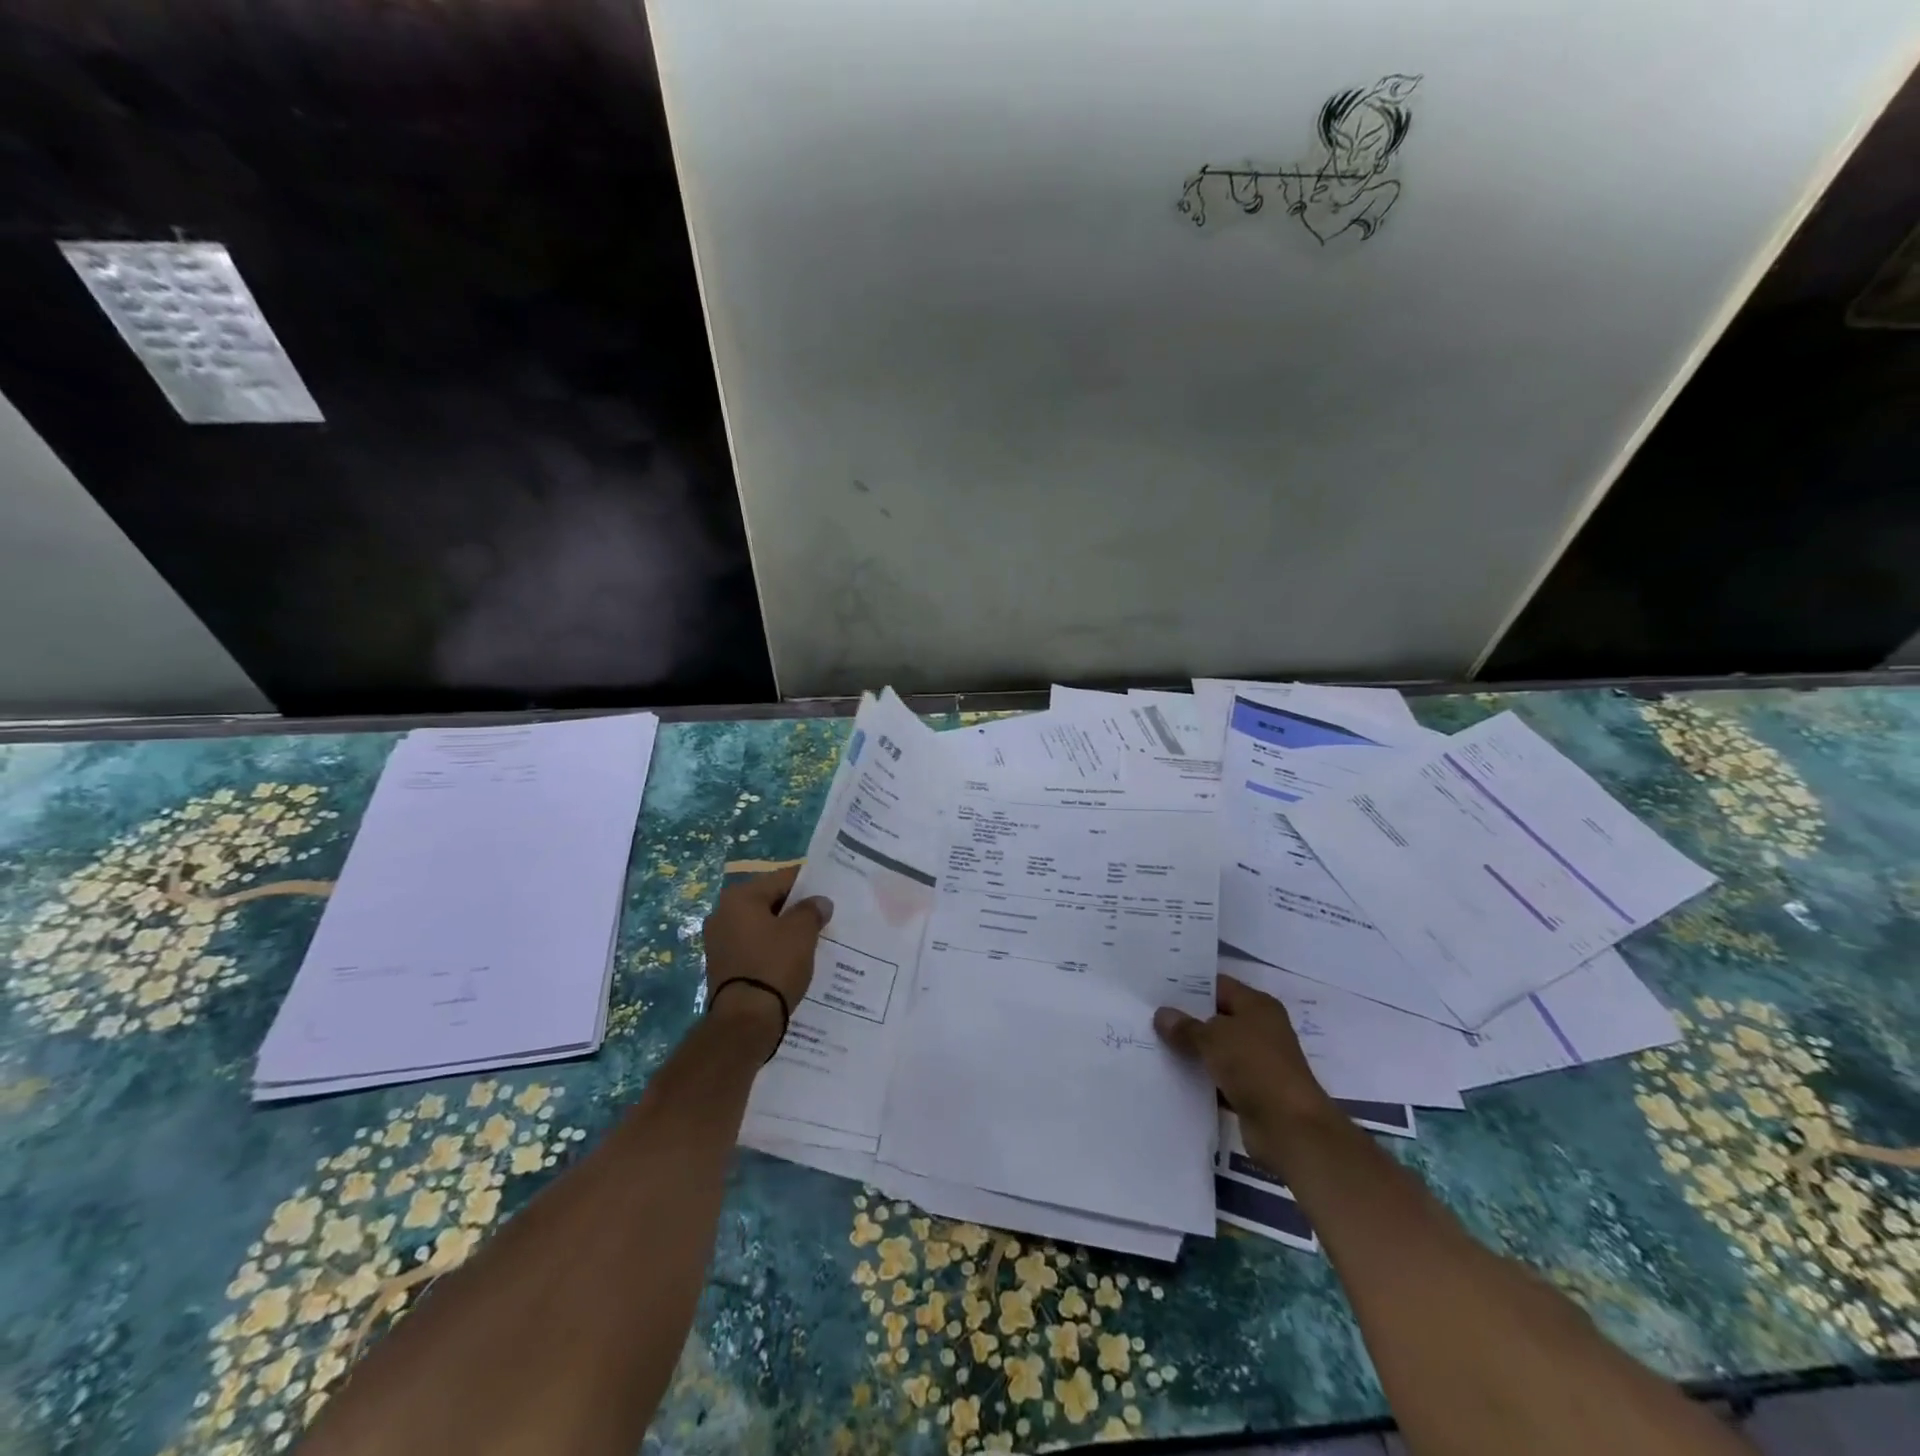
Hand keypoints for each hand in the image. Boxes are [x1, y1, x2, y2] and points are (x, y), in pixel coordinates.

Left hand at [701, 865, 828, 1049]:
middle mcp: (722, 913)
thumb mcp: (802, 932)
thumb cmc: (774, 965)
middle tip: (822, 915)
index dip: (808, 883)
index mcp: (739, 897)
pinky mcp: (721, 965)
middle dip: (795, 908)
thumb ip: (812, 910)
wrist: (745, 1021)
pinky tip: (791, 958)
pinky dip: (771, 947)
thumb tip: (819, 902)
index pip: (781, 878)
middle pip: (768, 900)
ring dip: (782, 929)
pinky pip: (752, 945)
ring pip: (760, 924)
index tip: (828, 891)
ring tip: (811, 938)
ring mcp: (718, 940)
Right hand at [1154, 973, 1337, 1157]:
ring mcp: (1257, 1062)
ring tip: (1153, 1044)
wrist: (1290, 1128)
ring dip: (1191, 1051)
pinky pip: (1219, 1078)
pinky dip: (1201, 1079)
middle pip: (1216, 1018)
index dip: (1190, 986)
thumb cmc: (1255, 1067)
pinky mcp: (1252, 1092)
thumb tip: (1161, 1014)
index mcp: (1258, 1006)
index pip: (1219, 986)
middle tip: (1149, 1016)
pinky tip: (1171, 1076)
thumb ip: (1185, 1027)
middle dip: (1186, 1019)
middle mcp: (1260, 1029)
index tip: (1158, 988)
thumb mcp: (1213, 1039)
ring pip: (1216, 1050)